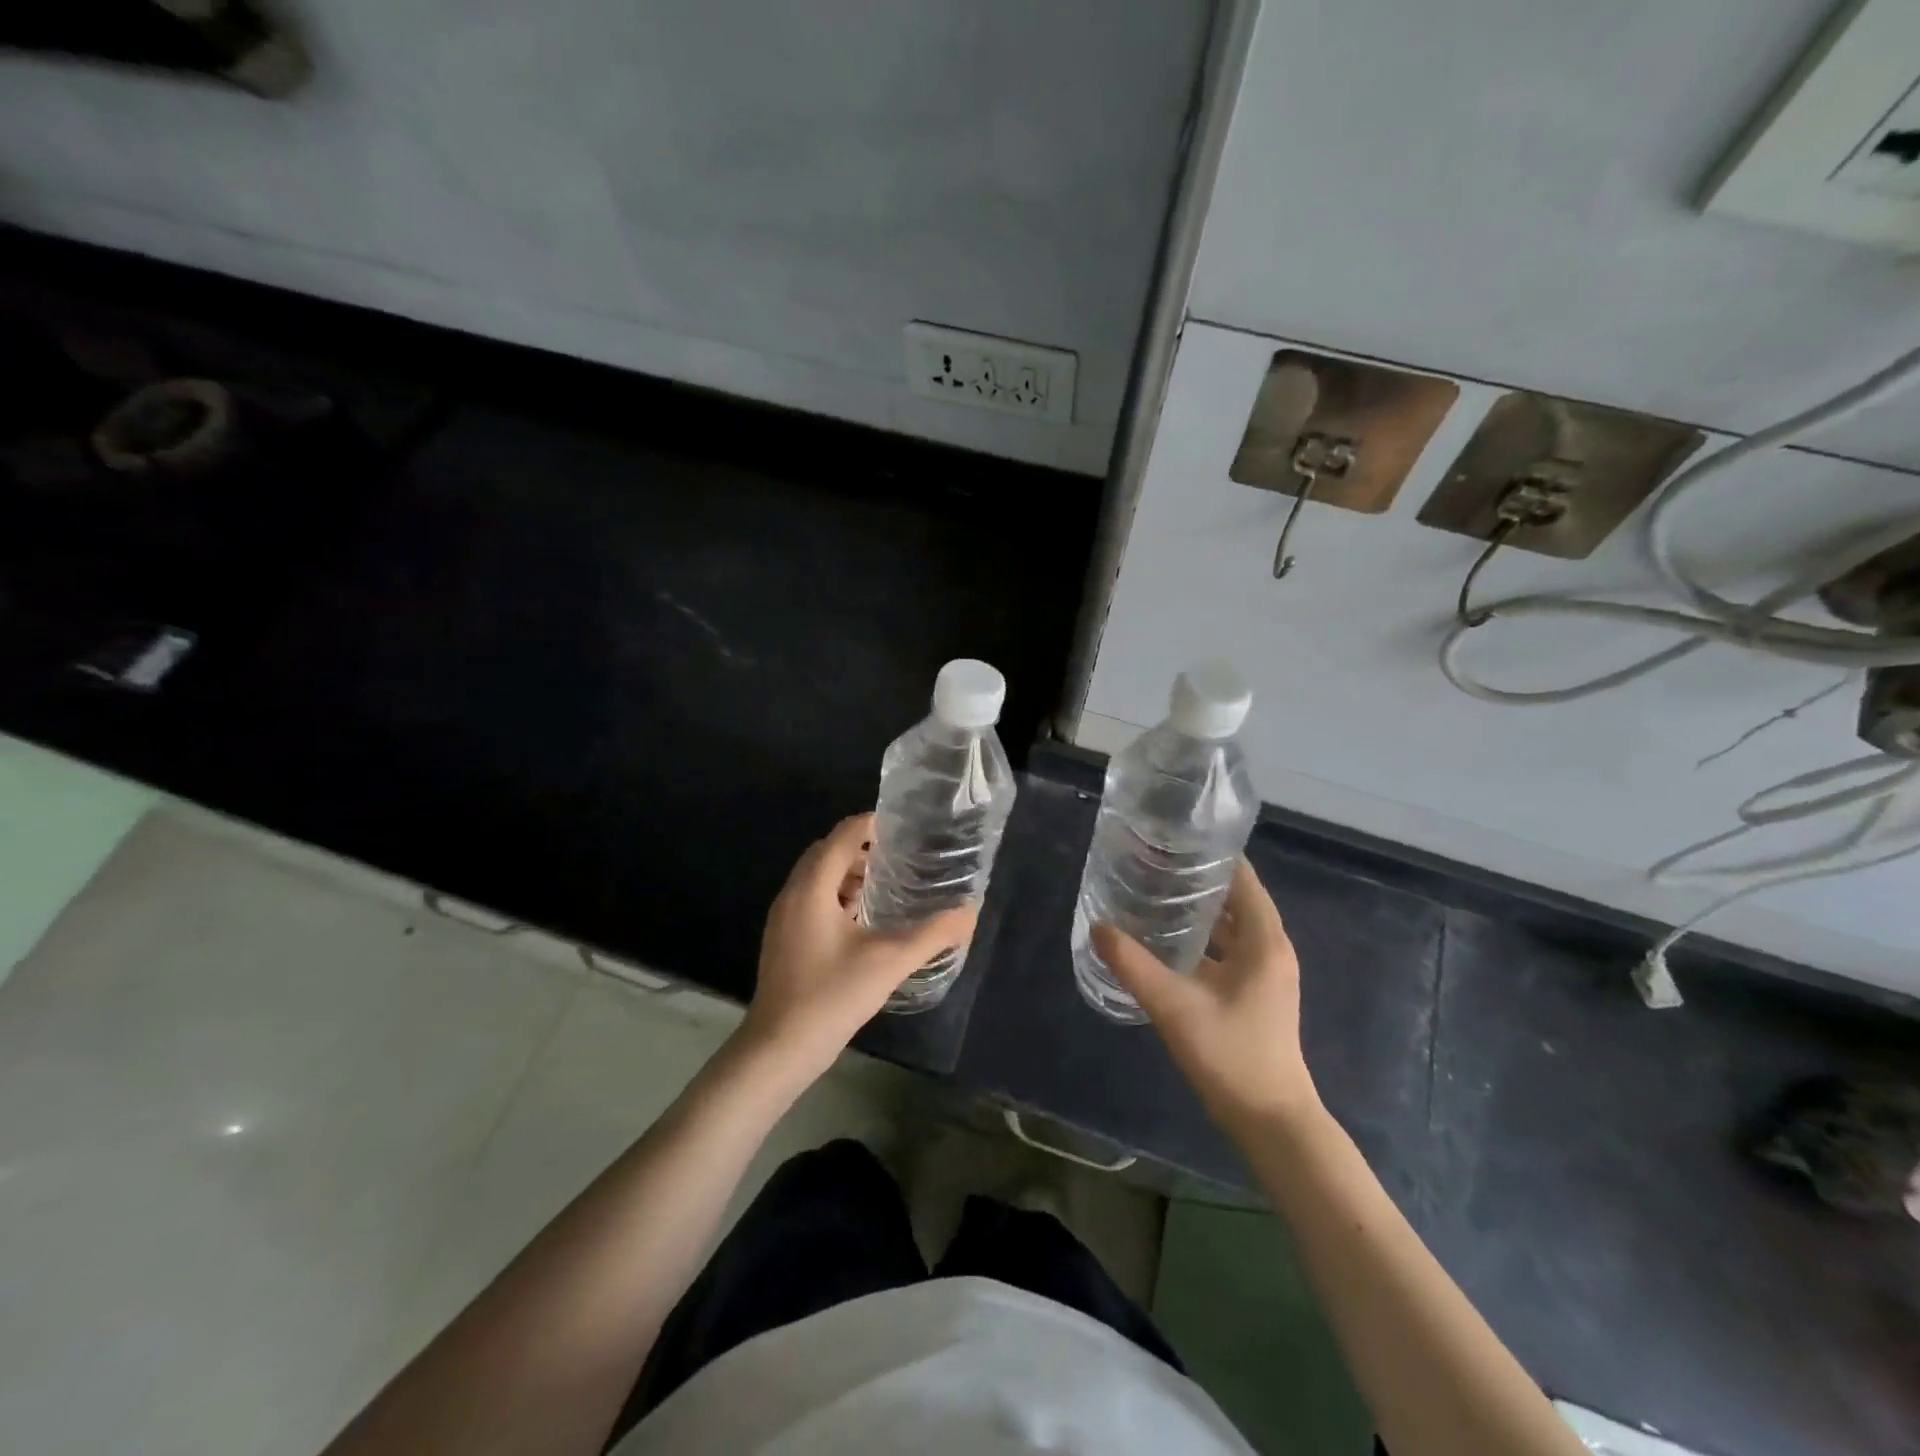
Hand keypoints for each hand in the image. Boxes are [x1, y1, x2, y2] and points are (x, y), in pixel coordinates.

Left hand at [740, 814, 975, 1080]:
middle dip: (861, 848)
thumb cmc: (831, 995)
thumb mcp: (890, 961)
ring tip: (886, 886)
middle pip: (827, 852)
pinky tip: (863, 920)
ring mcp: (784, 918)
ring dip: (848, 873)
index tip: (905, 829)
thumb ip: (932, 934)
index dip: (872, 824)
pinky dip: (837, 896)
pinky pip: (812, 899)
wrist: (778, 1049)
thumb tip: (969, 912)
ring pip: (817, 877)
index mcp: (812, 886)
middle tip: (900, 857)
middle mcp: (792, 893)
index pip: (842, 834)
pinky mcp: (784, 940)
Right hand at [1091, 859, 1319, 1131]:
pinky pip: (1228, 950)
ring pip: (1231, 927)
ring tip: (1155, 892)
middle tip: (1153, 862)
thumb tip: (1098, 928)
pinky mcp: (1254, 993)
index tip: (1174, 839)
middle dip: (1198, 879)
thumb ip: (1133, 965)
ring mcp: (1265, 973)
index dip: (1213, 855)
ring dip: (1199, 910)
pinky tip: (1167, 941)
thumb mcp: (1174, 1006)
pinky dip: (1203, 938)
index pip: (1243, 879)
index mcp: (1264, 941)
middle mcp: (1270, 949)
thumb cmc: (1231, 1055)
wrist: (1271, 1122)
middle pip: (1236, 899)